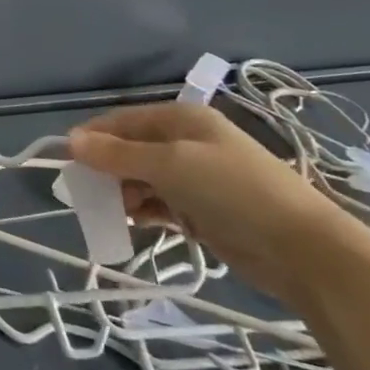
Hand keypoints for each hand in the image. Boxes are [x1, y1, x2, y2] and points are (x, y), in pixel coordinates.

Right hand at [69, 102, 369, 306]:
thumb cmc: (233, 191)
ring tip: (110, 213)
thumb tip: (69, 140)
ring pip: (142, 179)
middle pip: (130, 150)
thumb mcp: (170, 165)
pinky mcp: (202, 211)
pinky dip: (142, 211)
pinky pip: (158, 204)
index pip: (123, 121)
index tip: (65, 160)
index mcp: (182, 120)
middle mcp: (187, 143)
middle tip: (85, 192)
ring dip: (122, 193)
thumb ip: (117, 154)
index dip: (93, 137)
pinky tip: (130, 224)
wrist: (303, 249)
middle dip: (106, 169)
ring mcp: (196, 178)